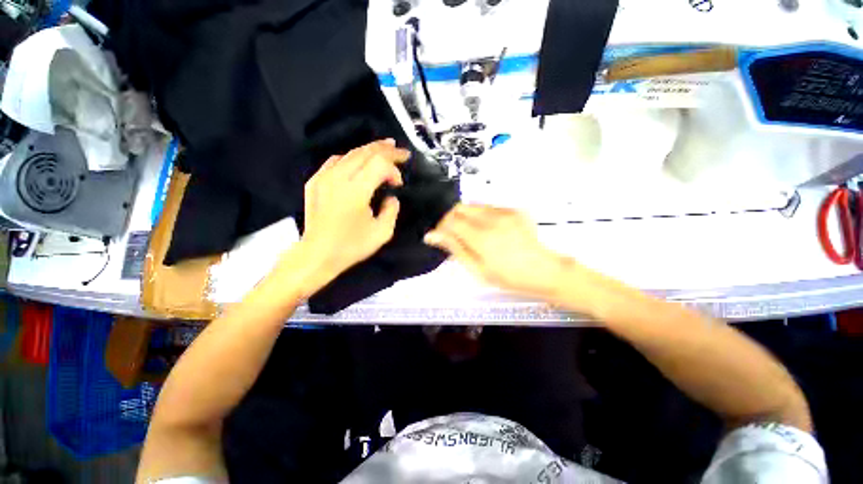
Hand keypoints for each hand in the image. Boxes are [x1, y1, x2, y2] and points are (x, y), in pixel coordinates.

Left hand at [281, 139, 409, 295]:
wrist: (317, 254)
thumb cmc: (351, 246)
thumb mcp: (382, 233)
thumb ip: (392, 210)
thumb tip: (391, 197)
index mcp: (356, 190)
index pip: (379, 164)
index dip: (394, 168)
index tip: (399, 182)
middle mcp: (338, 178)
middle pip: (365, 152)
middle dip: (386, 149)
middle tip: (400, 150)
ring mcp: (323, 177)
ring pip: (350, 154)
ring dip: (369, 150)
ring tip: (384, 148)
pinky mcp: (314, 182)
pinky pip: (335, 161)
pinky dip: (351, 158)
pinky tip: (358, 161)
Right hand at [424, 204, 570, 298]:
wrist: (543, 270)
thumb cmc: (508, 276)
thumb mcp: (478, 269)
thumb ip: (455, 249)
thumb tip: (432, 236)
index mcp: (481, 237)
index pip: (451, 221)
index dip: (441, 227)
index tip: (440, 237)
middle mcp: (492, 219)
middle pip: (460, 207)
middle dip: (451, 219)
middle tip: (453, 235)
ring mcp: (505, 212)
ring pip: (473, 205)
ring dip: (465, 216)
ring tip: (471, 234)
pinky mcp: (513, 210)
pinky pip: (488, 207)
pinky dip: (480, 216)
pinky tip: (487, 230)